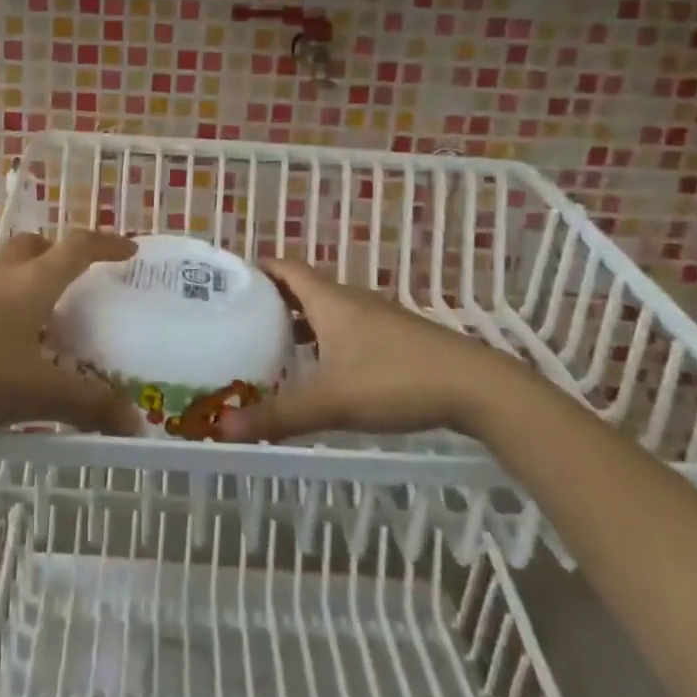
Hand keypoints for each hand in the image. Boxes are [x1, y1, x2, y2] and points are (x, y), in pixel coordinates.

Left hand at [0, 232, 141, 436]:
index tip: (130, 250)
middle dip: (62, 255)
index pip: (78, 247)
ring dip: (30, 280)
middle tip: (79, 282)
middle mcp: (0, 274)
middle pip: (37, 245)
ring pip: (7, 268)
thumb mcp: (38, 394)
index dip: (108, 244)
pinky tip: (4, 345)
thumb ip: (89, 406)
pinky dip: (5, 304)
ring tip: (45, 320)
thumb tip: (135, 422)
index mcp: (32, 282)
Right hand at [218, 257, 519, 441]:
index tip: (229, 282)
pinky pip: (347, 328)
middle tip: (240, 321)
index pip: (285, 267)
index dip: (257, 269)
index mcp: (329, 300)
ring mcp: (377, 318)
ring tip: (272, 347)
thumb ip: (277, 416)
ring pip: (327, 311)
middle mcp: (350, 300)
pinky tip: (322, 371)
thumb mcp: (331, 402)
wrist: (475, 387)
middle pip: (303, 289)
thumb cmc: (395, 380)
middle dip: (271, 301)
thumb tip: (221, 429)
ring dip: (299, 323)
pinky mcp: (396, 338)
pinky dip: (325, 340)